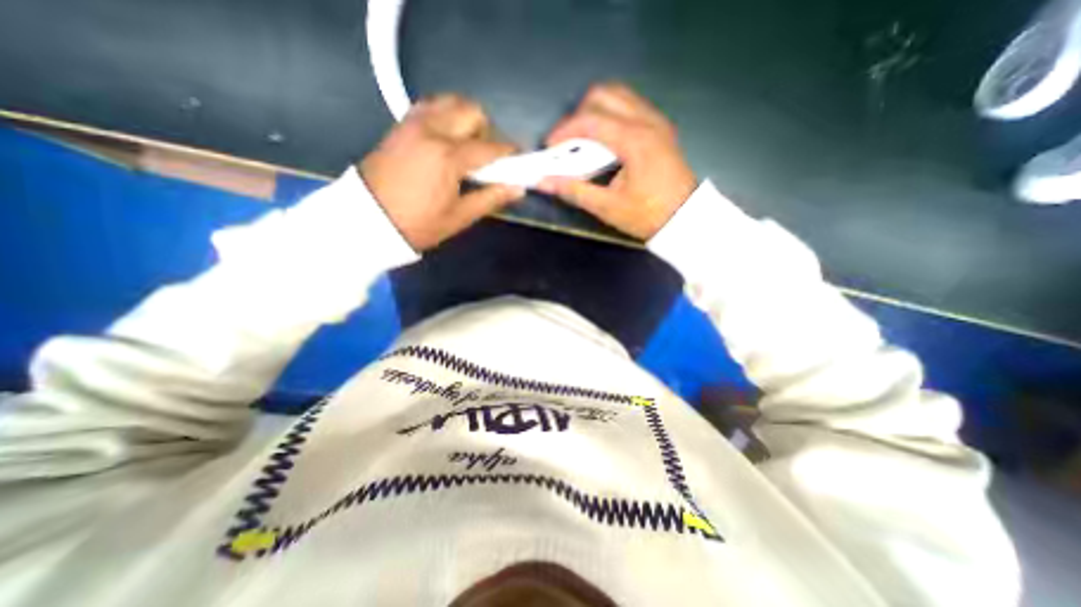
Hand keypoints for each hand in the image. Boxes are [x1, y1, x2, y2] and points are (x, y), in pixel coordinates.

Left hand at [359, 92, 523, 248]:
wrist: (366, 220)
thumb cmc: (417, 224)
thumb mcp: (458, 217)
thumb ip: (490, 198)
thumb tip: (518, 188)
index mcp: (448, 157)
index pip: (490, 148)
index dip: (510, 154)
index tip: (521, 162)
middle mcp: (432, 130)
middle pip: (472, 111)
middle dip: (488, 132)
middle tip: (487, 159)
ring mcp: (413, 123)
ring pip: (450, 102)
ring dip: (466, 120)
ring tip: (466, 148)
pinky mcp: (401, 125)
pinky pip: (431, 107)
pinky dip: (446, 117)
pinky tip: (446, 141)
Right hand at [536, 81, 695, 241]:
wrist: (686, 219)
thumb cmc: (647, 215)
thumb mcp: (608, 207)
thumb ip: (574, 191)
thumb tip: (543, 181)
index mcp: (634, 140)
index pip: (590, 120)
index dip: (564, 131)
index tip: (549, 148)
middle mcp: (647, 121)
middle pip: (604, 95)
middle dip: (578, 115)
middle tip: (568, 142)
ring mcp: (657, 121)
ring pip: (619, 96)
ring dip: (595, 112)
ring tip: (584, 141)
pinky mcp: (661, 128)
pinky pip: (630, 107)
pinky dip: (611, 116)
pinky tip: (605, 142)